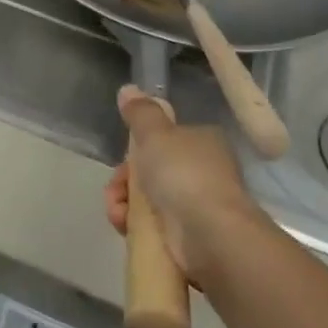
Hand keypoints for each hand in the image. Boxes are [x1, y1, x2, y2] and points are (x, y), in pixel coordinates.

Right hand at [104, 85, 265, 285]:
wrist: (211, 236)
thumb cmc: (184, 175)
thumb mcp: (155, 133)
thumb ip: (140, 112)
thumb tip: (129, 89)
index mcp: (203, 142)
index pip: (165, 140)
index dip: (138, 148)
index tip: (123, 158)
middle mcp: (204, 172)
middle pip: (153, 171)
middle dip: (126, 181)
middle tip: (116, 188)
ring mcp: (199, 207)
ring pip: (150, 200)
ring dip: (125, 204)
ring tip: (118, 213)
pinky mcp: (191, 239)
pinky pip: (154, 227)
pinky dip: (136, 227)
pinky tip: (125, 227)